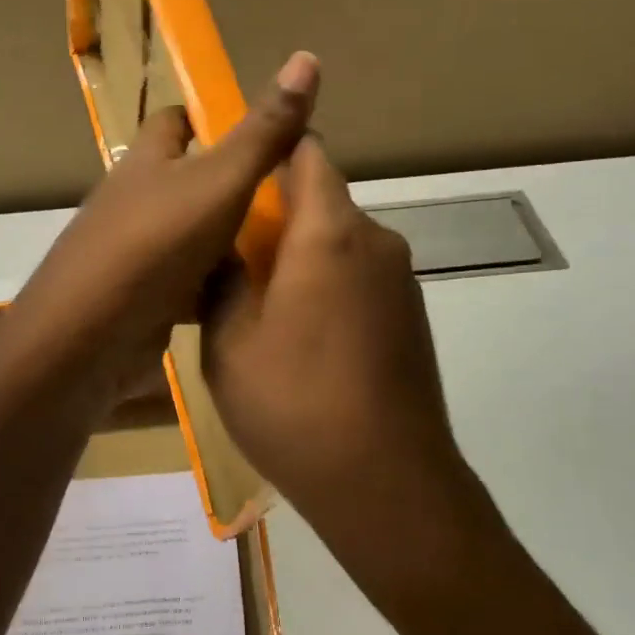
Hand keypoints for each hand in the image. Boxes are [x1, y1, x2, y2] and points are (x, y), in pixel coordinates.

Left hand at [6, 52, 320, 393]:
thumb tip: (307, 57)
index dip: (212, 118)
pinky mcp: (142, 300)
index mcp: (147, 161)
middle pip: (188, 182)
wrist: (88, 338)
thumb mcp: (219, 182)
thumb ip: (262, 132)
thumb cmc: (154, 244)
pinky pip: (189, 285)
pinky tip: (255, 298)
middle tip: (293, 199)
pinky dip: (217, 289)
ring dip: (230, 243)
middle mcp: (137, 201)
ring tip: (289, 249)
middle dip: (234, 187)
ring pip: (193, 237)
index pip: (175, 121)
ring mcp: (136, 254)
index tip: (261, 133)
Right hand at [203, 138, 493, 629]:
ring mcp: (401, 281)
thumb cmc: (295, 405)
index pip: (307, 153)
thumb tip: (222, 248)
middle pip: (323, 200)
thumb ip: (223, 280)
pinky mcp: (412, 317)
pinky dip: (328, 287)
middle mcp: (375, 242)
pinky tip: (303, 341)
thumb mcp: (229, 344)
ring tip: (260, 308)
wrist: (387, 483)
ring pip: (340, 243)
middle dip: (276, 217)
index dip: (271, 151)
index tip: (233, 175)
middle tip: (229, 259)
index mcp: (328, 233)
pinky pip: (360, 278)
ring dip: (301, 257)